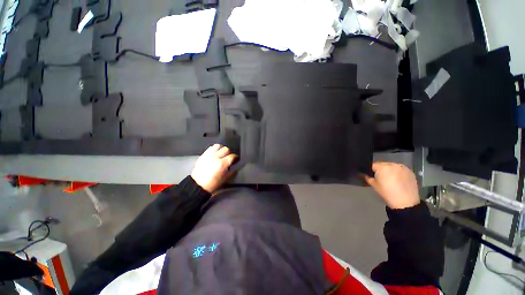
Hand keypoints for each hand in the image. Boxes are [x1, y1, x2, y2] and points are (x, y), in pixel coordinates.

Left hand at [191, 144, 237, 192]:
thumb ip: (231, 172)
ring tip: (221, 153)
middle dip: (229, 153)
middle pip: (226, 149)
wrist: (198, 185)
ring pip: (218, 146)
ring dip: (221, 149)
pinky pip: (210, 148)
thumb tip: (235, 167)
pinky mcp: (203, 155)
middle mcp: (216, 158)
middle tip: (228, 157)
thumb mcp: (224, 179)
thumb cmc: (211, 184)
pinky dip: (214, 149)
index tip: (235, 159)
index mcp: (222, 164)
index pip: (232, 156)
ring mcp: (209, 155)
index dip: (235, 157)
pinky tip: (215, 154)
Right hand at [364, 162, 419, 208]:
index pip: (373, 165)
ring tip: (391, 180)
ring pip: (392, 166)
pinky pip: (401, 170)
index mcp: (382, 167)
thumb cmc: (387, 193)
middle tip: (381, 178)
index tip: (371, 176)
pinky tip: (398, 181)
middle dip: (381, 170)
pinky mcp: (410, 172)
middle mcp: (393, 164)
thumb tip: (362, 174)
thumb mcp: (373, 185)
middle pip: (383, 165)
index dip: (371, 170)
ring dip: (390, 171)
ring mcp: (403, 168)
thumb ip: (367, 177)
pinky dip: (398, 173)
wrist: (406, 202)